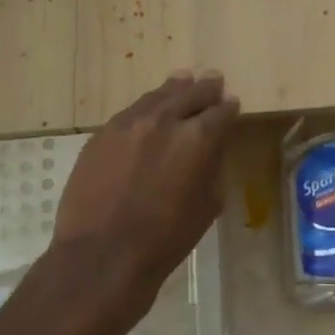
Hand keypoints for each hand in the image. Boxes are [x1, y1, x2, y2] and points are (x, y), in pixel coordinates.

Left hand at [51, 71, 240, 291]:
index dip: (229, 108)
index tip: (232, 104)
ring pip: (158, 96)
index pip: (221, 112)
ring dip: (175, 89)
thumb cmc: (166, 238)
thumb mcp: (209, 204)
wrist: (102, 254)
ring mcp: (129, 123)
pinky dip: (147, 107)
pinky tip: (150, 108)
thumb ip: (213, 167)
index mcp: (199, 138)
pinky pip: (131, 111)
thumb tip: (211, 150)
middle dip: (206, 88)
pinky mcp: (102, 134)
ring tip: (183, 80)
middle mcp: (165, 119)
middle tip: (214, 80)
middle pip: (191, 93)